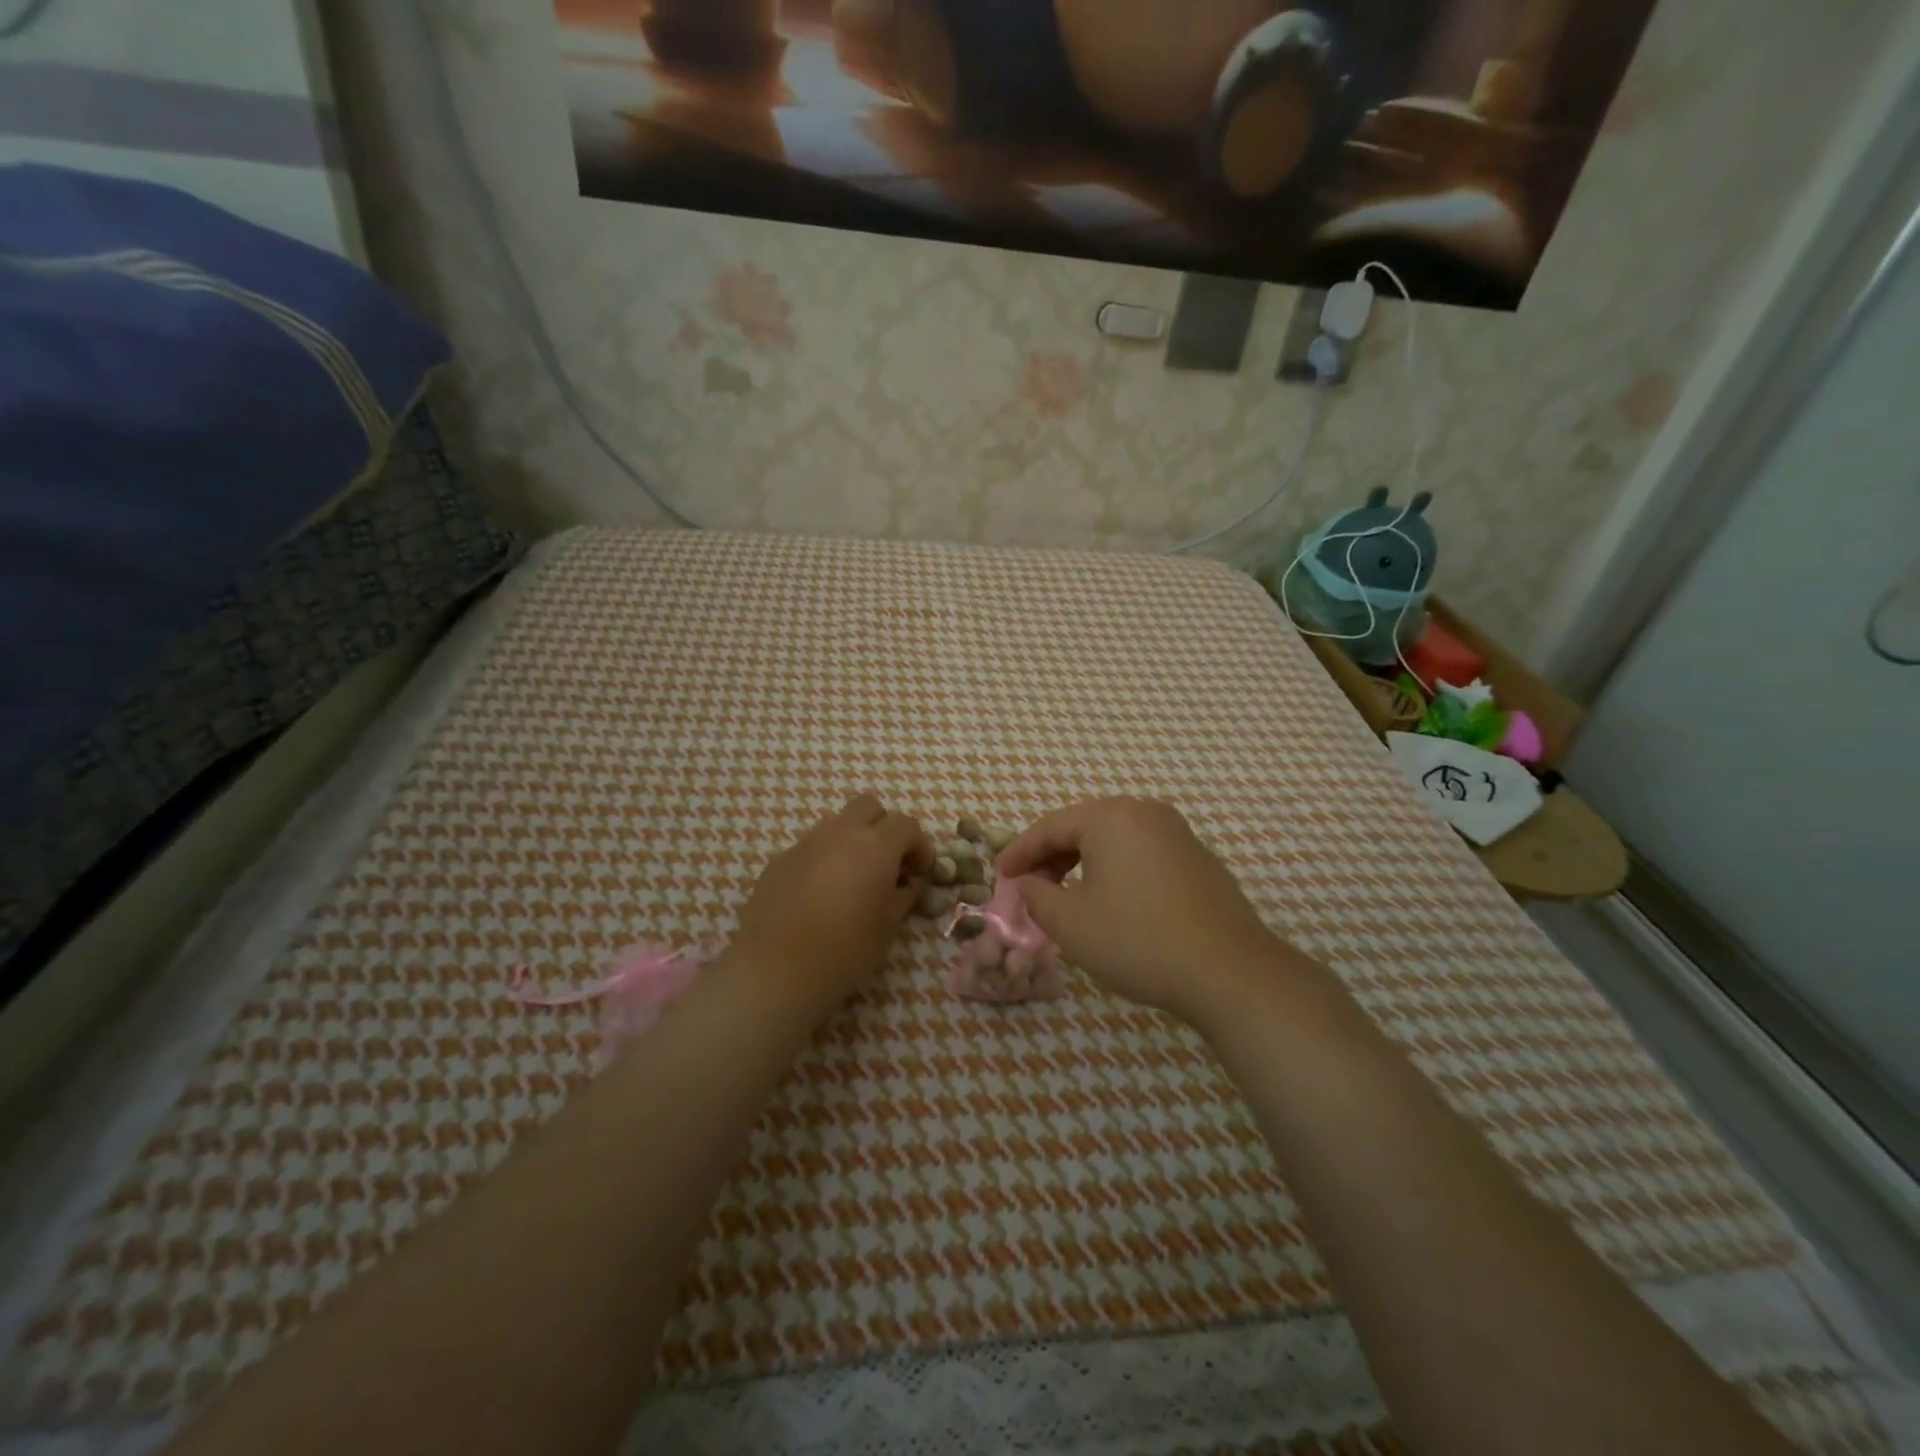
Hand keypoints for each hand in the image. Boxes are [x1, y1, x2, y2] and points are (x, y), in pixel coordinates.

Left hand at [729, 793, 932, 1019]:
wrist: (777, 969)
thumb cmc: (846, 949)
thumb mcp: (889, 926)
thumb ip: (904, 895)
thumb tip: (907, 883)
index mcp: (875, 845)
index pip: (907, 824)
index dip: (919, 845)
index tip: (920, 872)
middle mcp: (841, 832)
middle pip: (869, 806)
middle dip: (884, 827)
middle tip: (887, 863)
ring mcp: (806, 843)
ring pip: (837, 824)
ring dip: (852, 840)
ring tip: (852, 879)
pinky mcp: (780, 860)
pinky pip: (811, 847)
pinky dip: (824, 859)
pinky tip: (820, 894)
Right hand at [997, 797, 1283, 1023]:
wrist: (1230, 972)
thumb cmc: (1138, 940)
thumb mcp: (1071, 923)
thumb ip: (1036, 896)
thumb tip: (1027, 883)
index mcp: (1112, 817)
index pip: (1051, 826)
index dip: (1020, 852)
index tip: (1000, 877)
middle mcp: (1146, 812)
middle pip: (1084, 827)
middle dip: (1052, 857)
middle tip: (1031, 889)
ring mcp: (1178, 834)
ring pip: (1114, 841)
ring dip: (1083, 865)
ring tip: (1066, 898)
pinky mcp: (1198, 860)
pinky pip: (1142, 854)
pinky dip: (1116, 871)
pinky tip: (1112, 904)